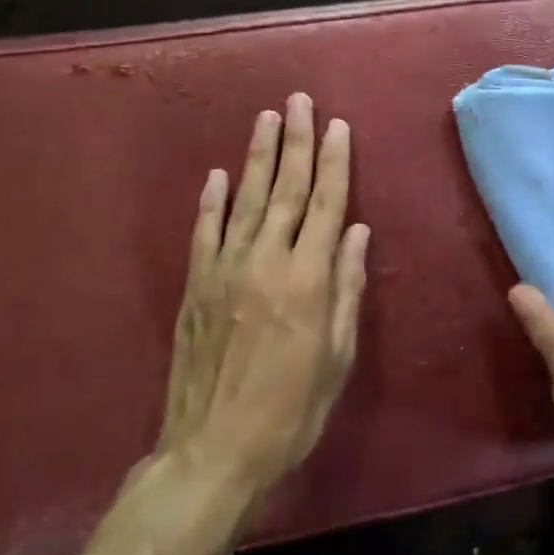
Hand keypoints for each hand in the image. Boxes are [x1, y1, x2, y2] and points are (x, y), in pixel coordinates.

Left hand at [158, 94, 369, 502]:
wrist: (211, 453)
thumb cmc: (291, 410)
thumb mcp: (337, 356)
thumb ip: (347, 288)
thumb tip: (359, 232)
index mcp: (307, 279)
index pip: (328, 205)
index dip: (335, 162)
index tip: (338, 126)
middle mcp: (266, 262)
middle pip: (287, 189)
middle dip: (298, 142)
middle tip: (300, 101)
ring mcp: (225, 271)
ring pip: (246, 199)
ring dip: (259, 156)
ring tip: (268, 118)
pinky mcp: (195, 287)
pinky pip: (205, 232)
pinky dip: (212, 201)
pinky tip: (218, 174)